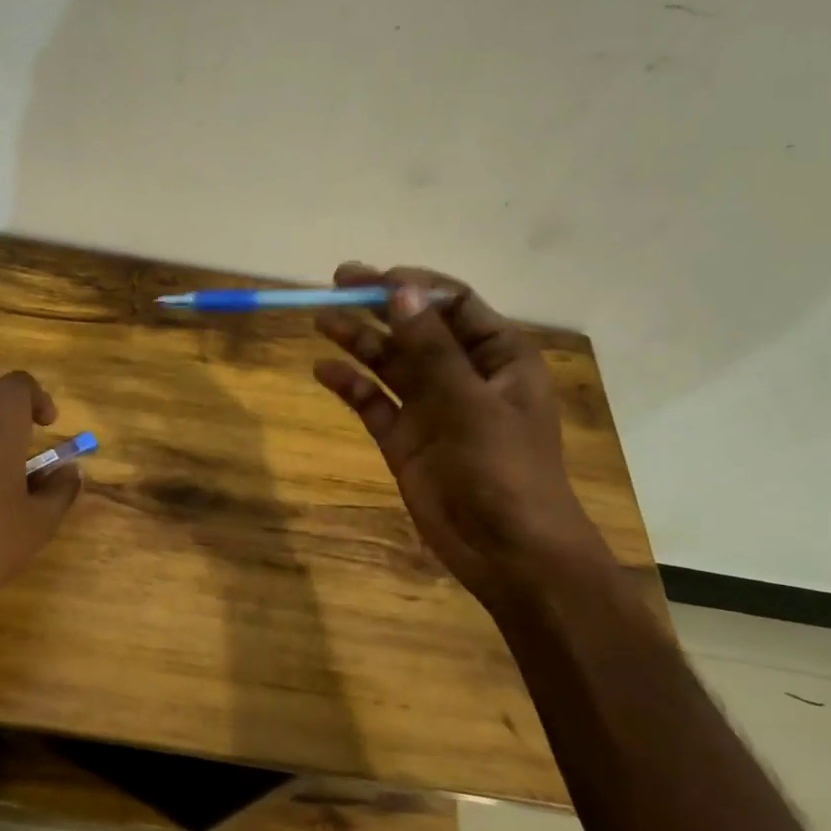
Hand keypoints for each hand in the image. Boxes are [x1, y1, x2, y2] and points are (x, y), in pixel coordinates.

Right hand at [313, 263, 608, 608]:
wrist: (509, 553)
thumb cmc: (504, 469)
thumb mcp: (470, 402)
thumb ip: (431, 346)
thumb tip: (400, 290)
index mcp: (498, 356)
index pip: (454, 303)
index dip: (413, 285)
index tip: (372, 277)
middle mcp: (463, 374)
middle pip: (415, 327)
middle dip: (378, 305)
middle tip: (335, 284)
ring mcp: (432, 407)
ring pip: (390, 362)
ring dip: (359, 340)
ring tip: (321, 322)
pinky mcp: (405, 439)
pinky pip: (373, 402)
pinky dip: (350, 385)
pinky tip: (324, 371)